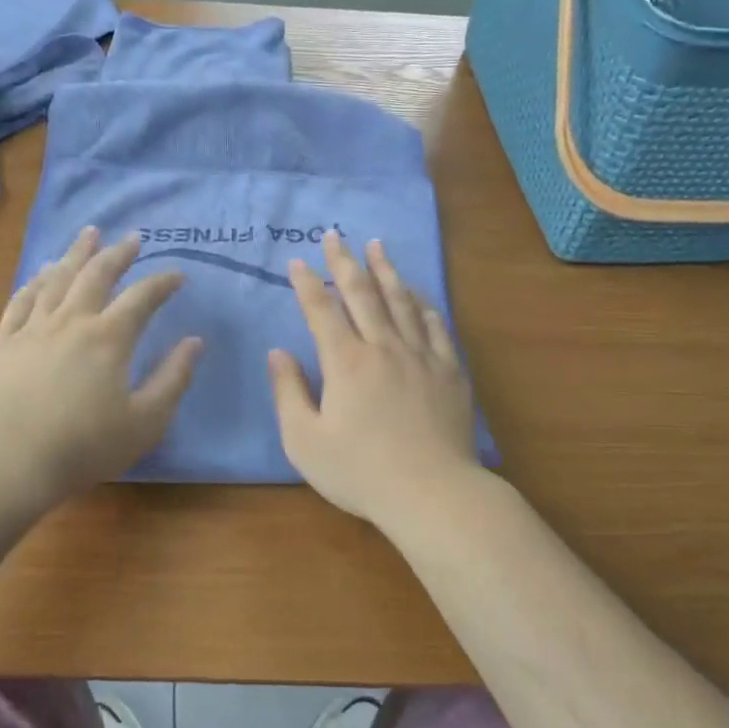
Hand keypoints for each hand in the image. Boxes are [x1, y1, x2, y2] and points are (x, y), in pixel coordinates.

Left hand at [0, 227, 201, 512]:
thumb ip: (173, 379)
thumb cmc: (85, 447)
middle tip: (132, 237)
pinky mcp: (5, 344)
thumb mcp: (145, 421)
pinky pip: (21, 301)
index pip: (142, 297)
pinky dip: (35, 282)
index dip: (163, 282)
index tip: (179, 275)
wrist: (10, 464)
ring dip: (76, 254)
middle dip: (118, 253)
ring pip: (57, 279)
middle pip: (96, 275)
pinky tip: (42, 273)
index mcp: (109, 338)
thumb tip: (195, 341)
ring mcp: (33, 329)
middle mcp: (71, 322)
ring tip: (89, 234)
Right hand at [269, 231, 479, 529]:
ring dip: (386, 270)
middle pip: (362, 293)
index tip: (298, 261)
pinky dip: (422, 303)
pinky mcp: (450, 370)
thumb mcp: (305, 441)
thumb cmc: (360, 472)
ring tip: (377, 246)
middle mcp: (384, 347)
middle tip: (335, 235)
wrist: (431, 492)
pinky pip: (435, 325)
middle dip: (345, 261)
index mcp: (346, 362)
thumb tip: (278, 353)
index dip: (307, 283)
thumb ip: (288, 392)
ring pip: (401, 300)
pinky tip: (417, 293)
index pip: (322, 310)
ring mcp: (422, 355)